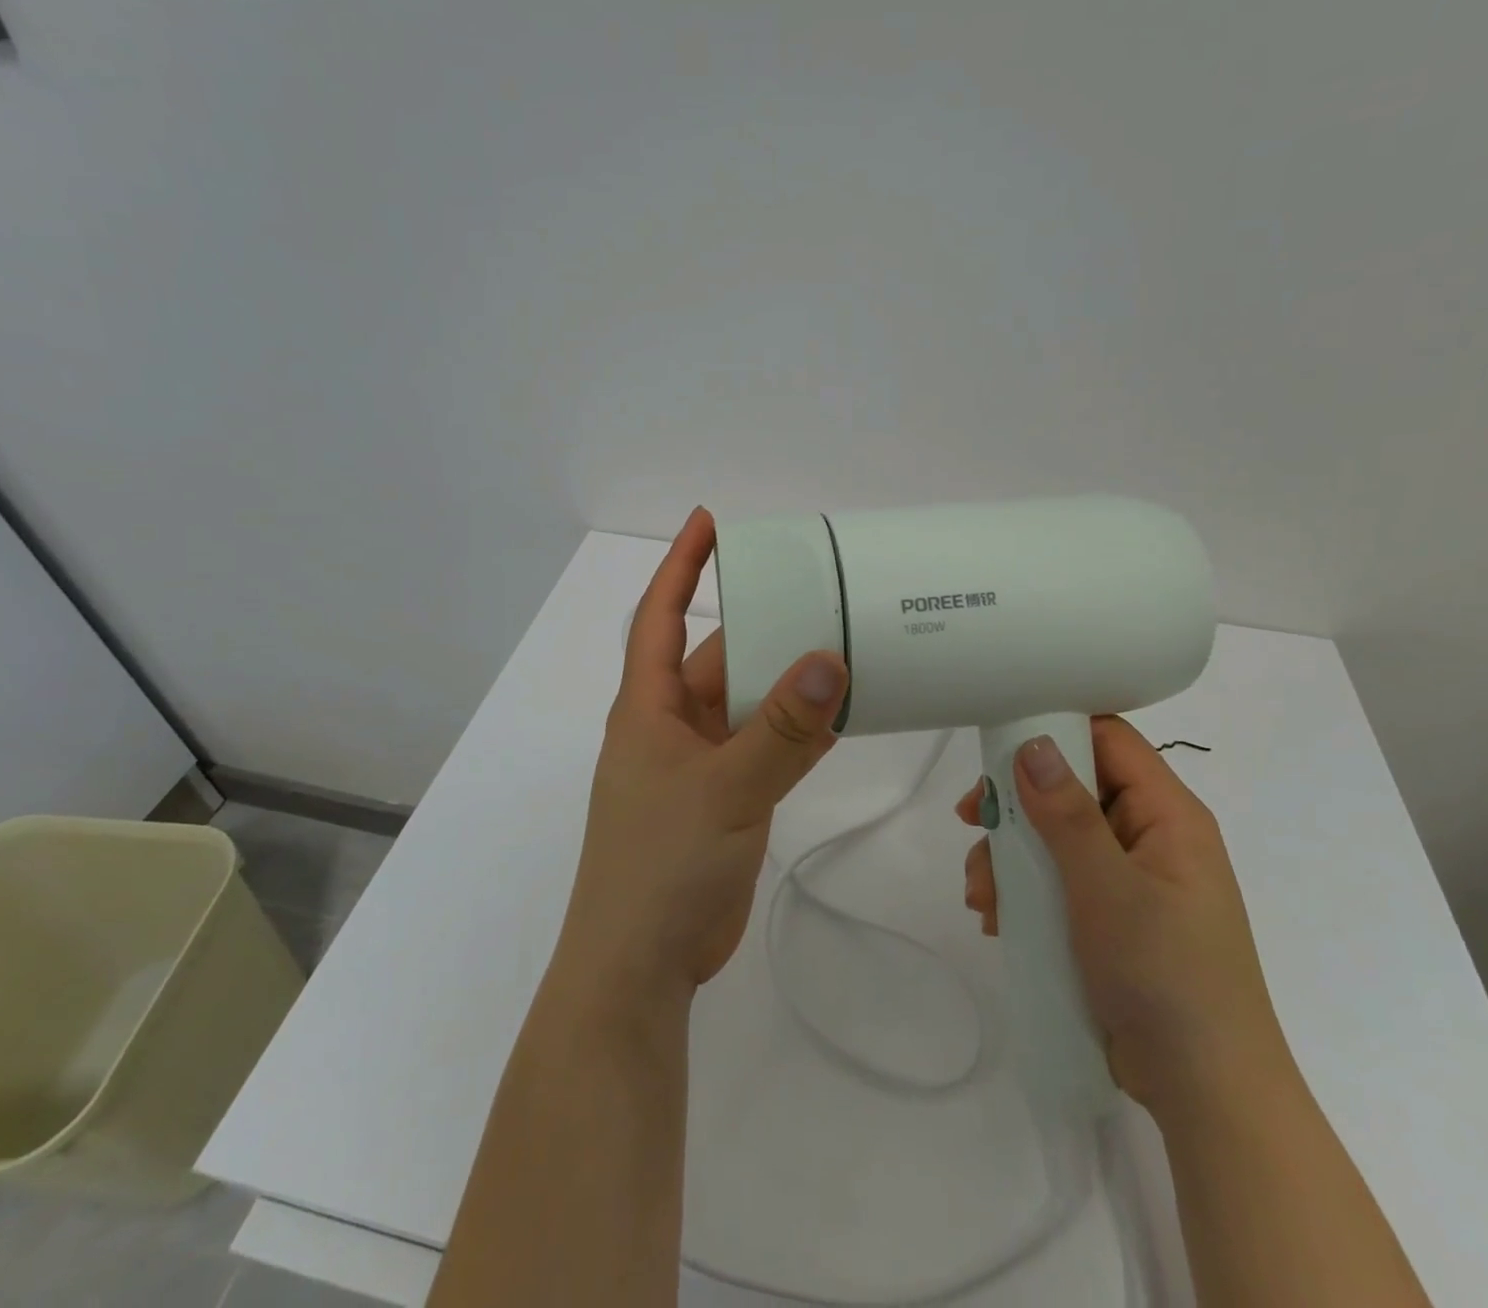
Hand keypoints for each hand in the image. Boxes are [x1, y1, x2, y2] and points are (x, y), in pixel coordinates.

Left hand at [552, 508, 848, 1011]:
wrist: (641, 966)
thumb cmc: (660, 865)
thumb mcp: (723, 787)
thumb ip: (780, 729)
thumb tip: (830, 660)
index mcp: (647, 707)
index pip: (661, 617)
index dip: (681, 565)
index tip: (709, 522)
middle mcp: (671, 726)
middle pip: (719, 659)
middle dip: (763, 629)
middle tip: (819, 594)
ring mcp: (700, 764)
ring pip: (749, 705)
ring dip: (789, 684)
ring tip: (846, 645)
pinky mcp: (726, 798)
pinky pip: (766, 749)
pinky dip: (798, 731)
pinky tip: (842, 713)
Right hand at [957, 716, 1292, 1116]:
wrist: (1204, 1094)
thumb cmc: (1164, 975)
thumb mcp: (1107, 888)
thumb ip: (1066, 813)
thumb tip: (1032, 743)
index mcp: (1165, 815)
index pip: (1108, 739)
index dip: (1054, 729)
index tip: (997, 745)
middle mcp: (1148, 837)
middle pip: (1070, 789)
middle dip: (1017, 808)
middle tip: (972, 822)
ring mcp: (1128, 879)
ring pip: (1054, 839)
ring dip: (1010, 858)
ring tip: (982, 897)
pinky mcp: (1110, 917)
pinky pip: (1057, 881)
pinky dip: (1023, 892)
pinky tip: (996, 918)